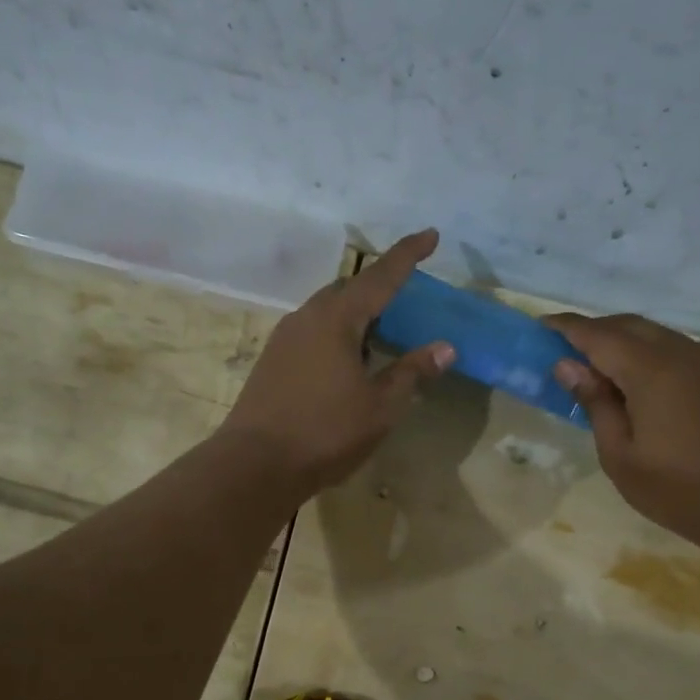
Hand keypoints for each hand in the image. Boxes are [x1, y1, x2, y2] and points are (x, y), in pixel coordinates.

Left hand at [220, 230, 454, 494]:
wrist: (254, 464)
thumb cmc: (325, 432)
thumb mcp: (380, 406)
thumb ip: (412, 372)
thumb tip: (445, 347)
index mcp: (336, 320)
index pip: (380, 277)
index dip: (408, 255)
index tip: (431, 235)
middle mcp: (307, 318)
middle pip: (349, 288)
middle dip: (379, 284)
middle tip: (406, 290)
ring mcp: (284, 338)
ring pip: (327, 310)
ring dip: (356, 310)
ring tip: (380, 326)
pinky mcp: (272, 360)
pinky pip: (313, 330)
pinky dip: (337, 331)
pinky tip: (347, 356)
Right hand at [546, 313, 699, 539]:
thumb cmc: (678, 489)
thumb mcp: (621, 455)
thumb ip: (595, 403)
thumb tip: (568, 366)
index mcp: (650, 370)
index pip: (598, 334)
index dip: (567, 327)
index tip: (542, 326)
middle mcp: (682, 352)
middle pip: (629, 325)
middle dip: (595, 330)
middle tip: (568, 350)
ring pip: (658, 334)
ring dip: (626, 342)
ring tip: (604, 367)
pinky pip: (682, 349)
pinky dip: (655, 354)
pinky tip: (647, 381)